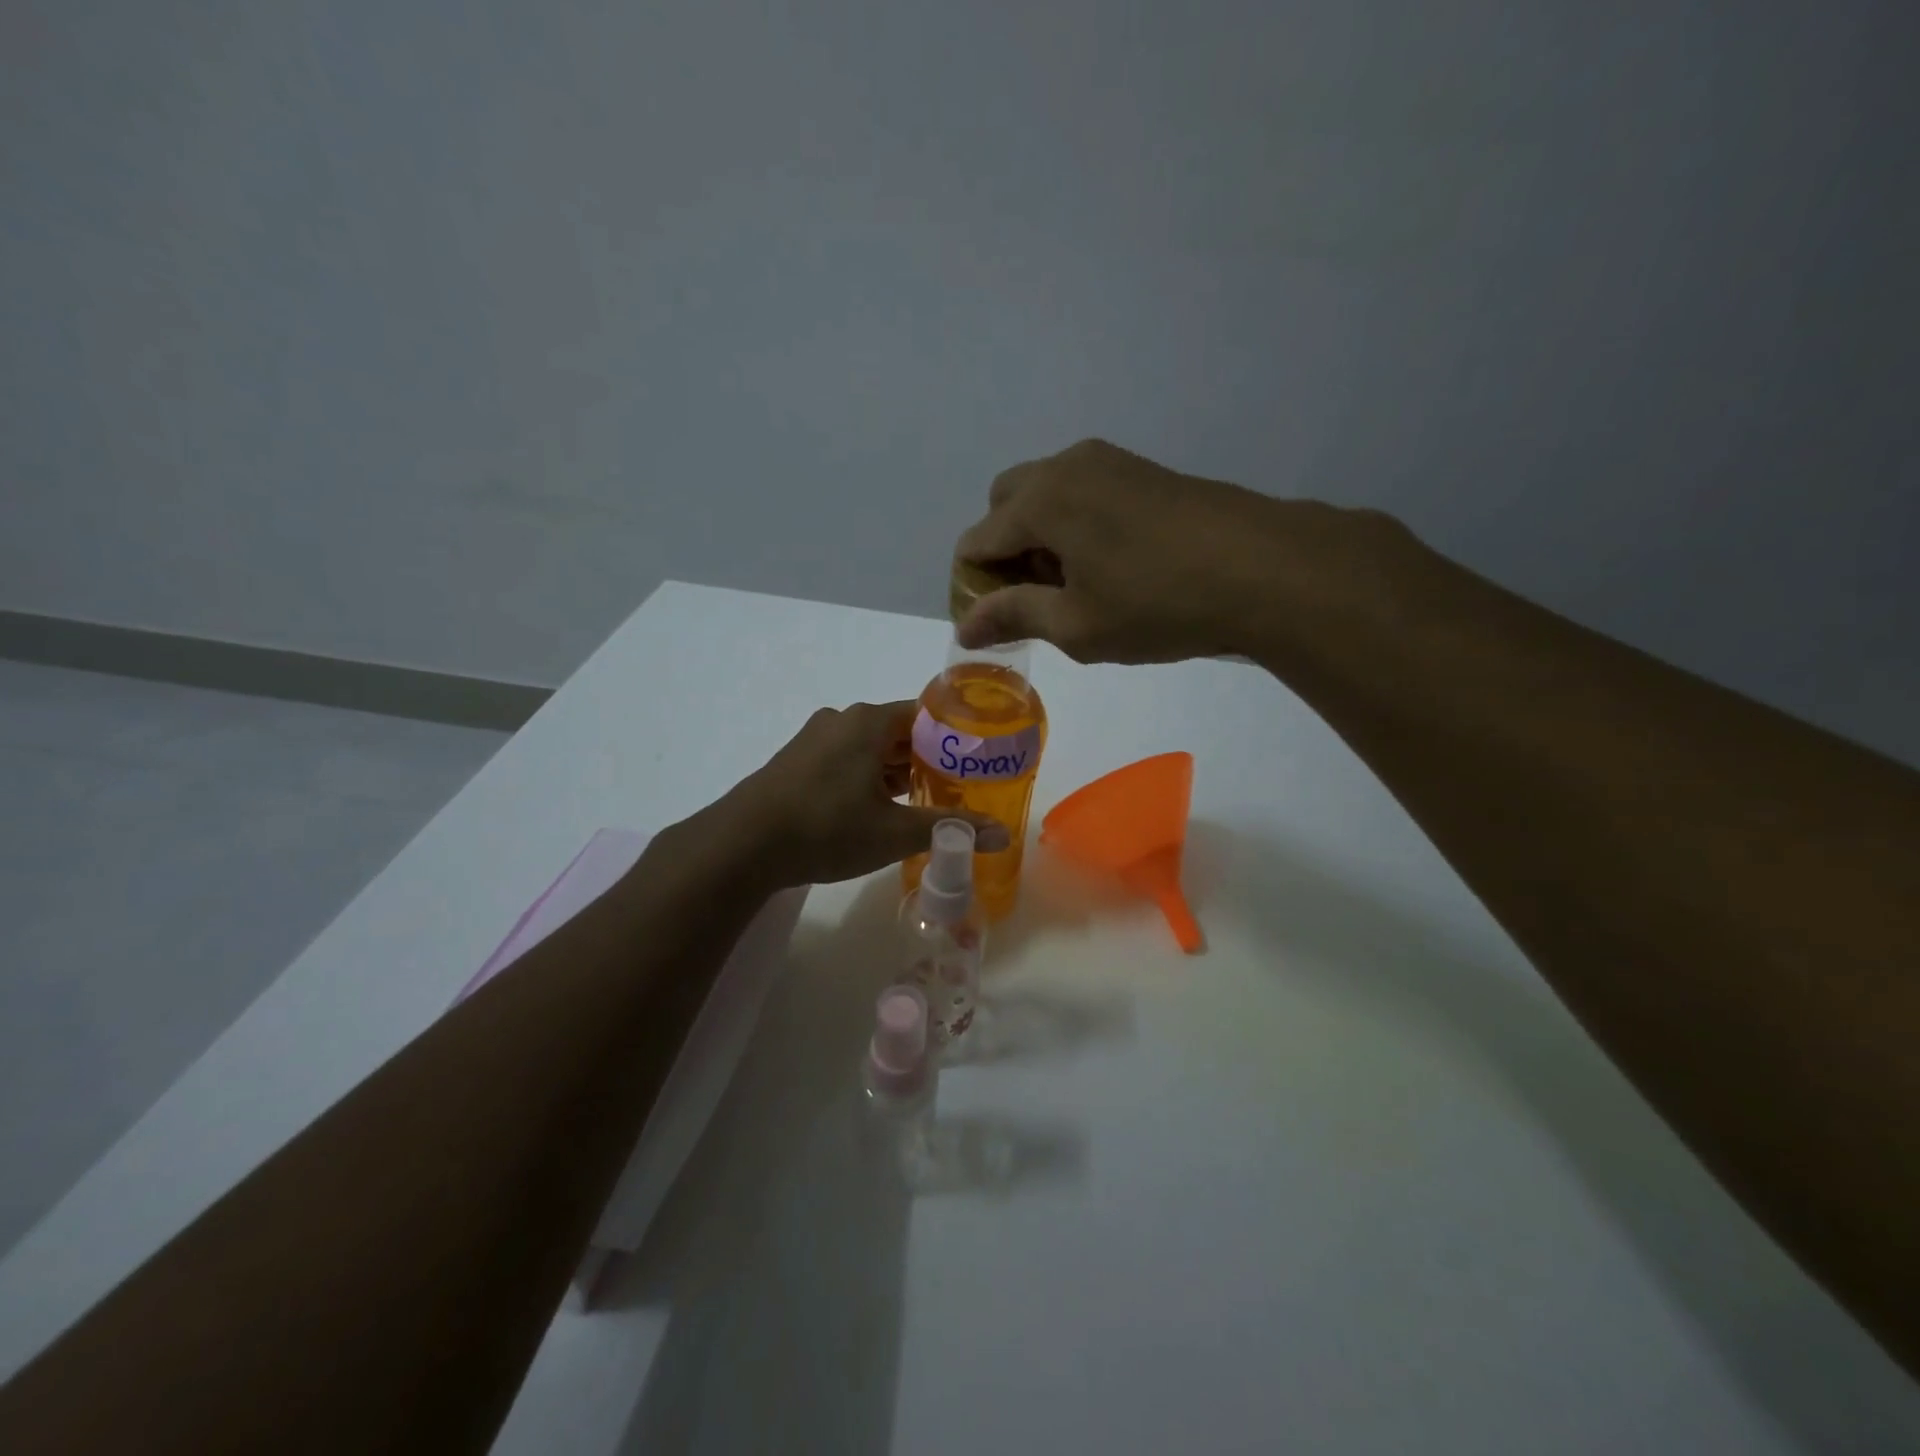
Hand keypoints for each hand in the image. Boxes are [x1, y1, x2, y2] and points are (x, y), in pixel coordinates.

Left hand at [721, 701, 1010, 887]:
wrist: (742, 845)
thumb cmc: (826, 829)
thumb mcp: (894, 832)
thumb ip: (948, 828)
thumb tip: (1002, 834)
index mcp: (868, 722)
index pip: (926, 714)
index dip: (955, 737)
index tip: (978, 761)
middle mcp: (842, 719)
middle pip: (899, 731)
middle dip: (929, 758)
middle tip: (960, 786)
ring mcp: (815, 739)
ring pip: (871, 748)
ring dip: (898, 770)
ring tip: (926, 800)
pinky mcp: (797, 761)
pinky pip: (846, 760)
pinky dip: (869, 777)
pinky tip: (881, 808)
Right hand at [954, 438, 1413, 665]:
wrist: (1265, 569)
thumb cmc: (1158, 604)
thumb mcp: (1077, 625)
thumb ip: (1013, 616)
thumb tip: (965, 627)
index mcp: (1041, 501)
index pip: (977, 541)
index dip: (973, 588)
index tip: (993, 627)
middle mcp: (1066, 466)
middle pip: (1005, 505)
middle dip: (1003, 552)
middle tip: (1032, 600)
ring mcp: (1109, 462)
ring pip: (1046, 495)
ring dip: (1039, 538)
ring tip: (1074, 587)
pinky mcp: (1142, 470)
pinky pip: (1082, 492)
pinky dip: (1073, 525)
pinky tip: (1109, 566)